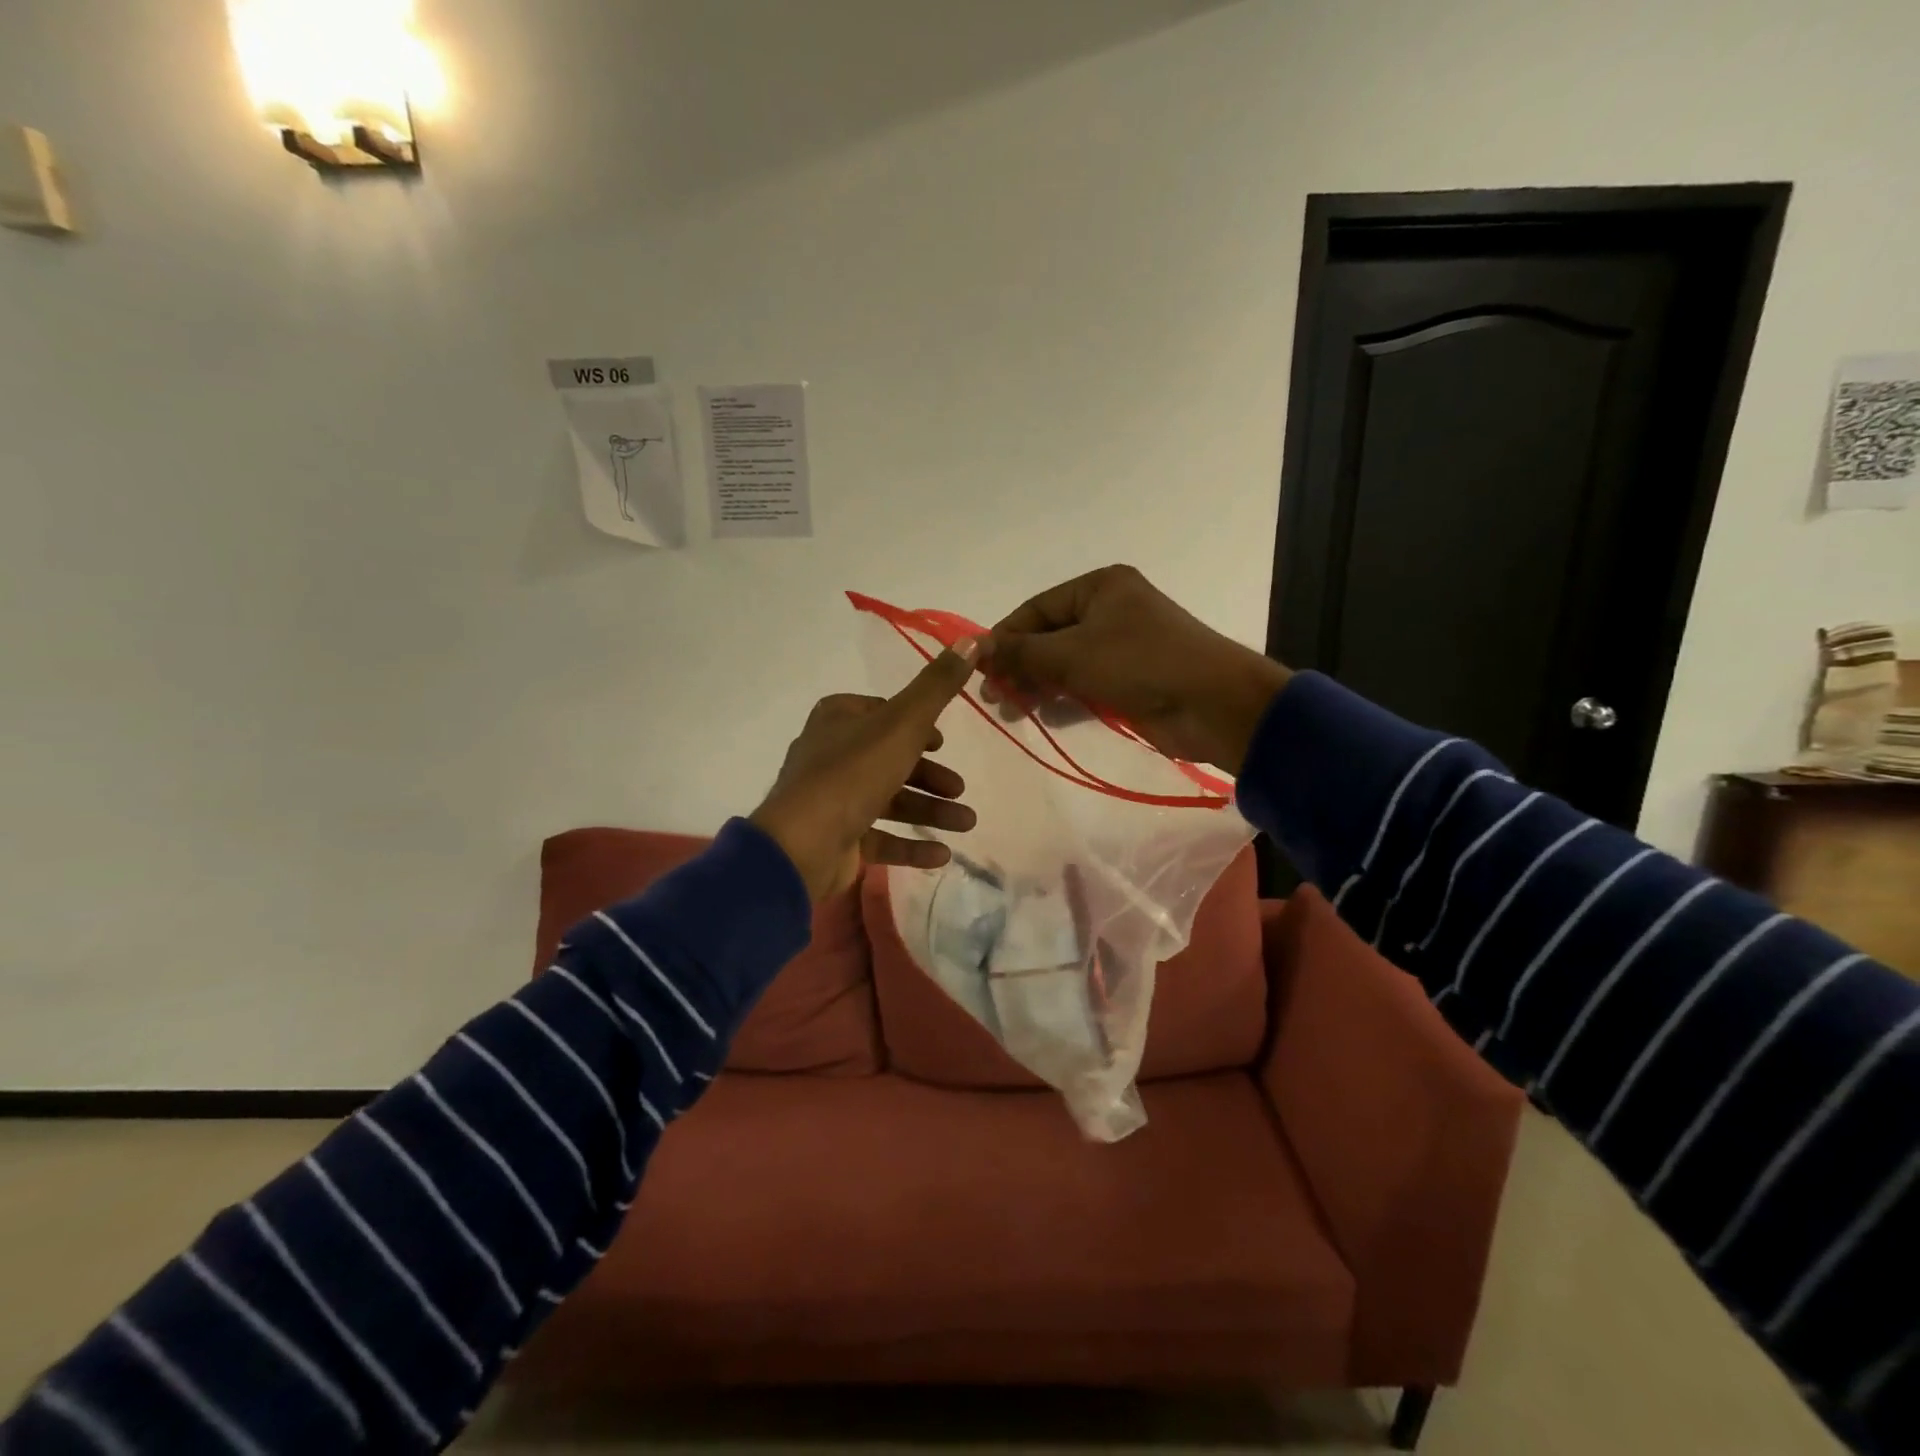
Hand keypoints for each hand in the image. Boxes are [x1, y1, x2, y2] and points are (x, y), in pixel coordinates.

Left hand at [750, 640, 981, 901]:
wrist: (803, 843)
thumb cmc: (854, 773)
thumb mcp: (903, 723)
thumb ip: (938, 686)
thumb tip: (972, 638)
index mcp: (839, 719)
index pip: (883, 713)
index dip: (916, 726)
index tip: (942, 742)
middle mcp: (832, 755)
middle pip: (890, 759)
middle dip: (930, 776)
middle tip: (960, 789)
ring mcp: (832, 799)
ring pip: (890, 800)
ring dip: (930, 811)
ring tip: (966, 823)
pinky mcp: (836, 838)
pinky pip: (880, 837)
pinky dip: (911, 844)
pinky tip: (942, 854)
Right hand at [987, 565, 1290, 772]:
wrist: (1214, 704)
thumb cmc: (1139, 664)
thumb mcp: (1071, 654)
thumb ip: (1020, 652)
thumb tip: (973, 649)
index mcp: (1099, 587)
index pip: (1035, 609)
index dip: (1004, 638)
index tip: (977, 670)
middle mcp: (1110, 610)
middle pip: (1049, 637)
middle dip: (1020, 667)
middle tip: (994, 698)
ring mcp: (1122, 647)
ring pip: (1065, 664)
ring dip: (1038, 687)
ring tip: (1013, 712)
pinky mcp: (1131, 681)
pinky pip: (1085, 686)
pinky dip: (1064, 700)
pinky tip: (1044, 718)